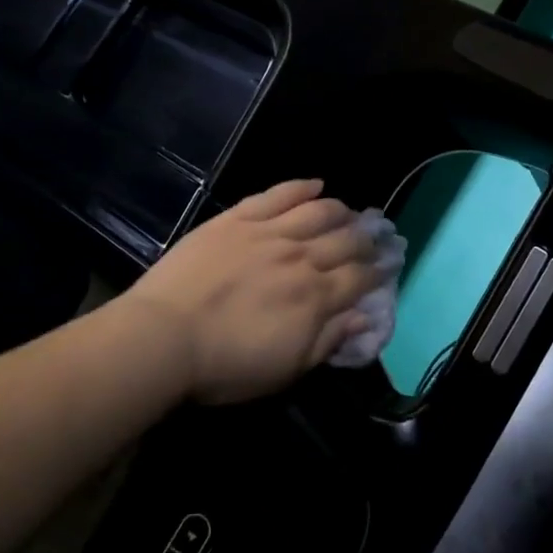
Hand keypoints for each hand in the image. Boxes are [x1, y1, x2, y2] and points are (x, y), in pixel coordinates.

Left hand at [124, 180, 383, 404]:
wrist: (163, 338)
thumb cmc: (226, 365)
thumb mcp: (286, 369)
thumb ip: (328, 340)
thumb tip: (365, 317)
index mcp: (315, 297)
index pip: (359, 277)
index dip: (378, 270)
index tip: (389, 264)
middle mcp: (301, 258)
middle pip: (345, 240)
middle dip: (367, 238)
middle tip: (377, 235)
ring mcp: (268, 233)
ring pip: (318, 212)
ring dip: (340, 210)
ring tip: (350, 211)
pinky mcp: (238, 219)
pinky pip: (277, 195)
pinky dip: (300, 186)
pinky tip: (316, 184)